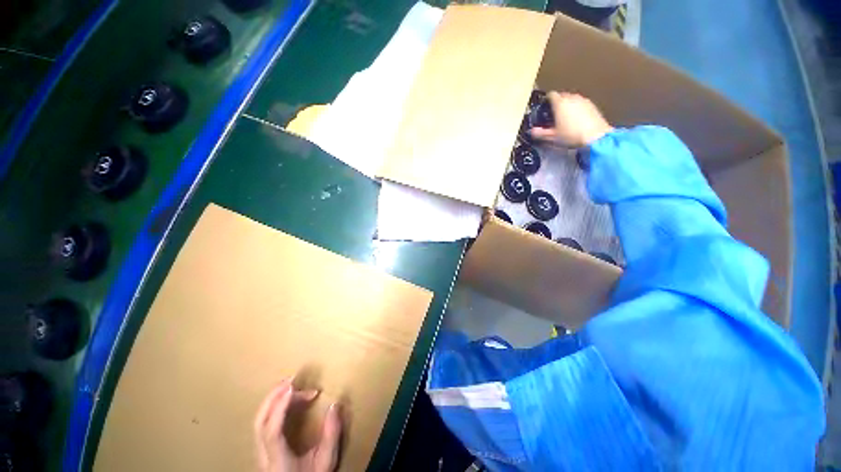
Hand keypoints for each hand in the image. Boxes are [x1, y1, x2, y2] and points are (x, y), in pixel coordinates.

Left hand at [254, 379, 341, 471]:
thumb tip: (335, 405)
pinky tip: (286, 402)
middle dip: (273, 397)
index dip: (280, 408)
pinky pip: (263, 425)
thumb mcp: (326, 462)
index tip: (292, 387)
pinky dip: (273, 408)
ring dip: (273, 401)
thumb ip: (331, 435)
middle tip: (292, 380)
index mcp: (278, 461)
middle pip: (260, 423)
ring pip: (259, 423)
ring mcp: (260, 454)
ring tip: (290, 386)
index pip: (272, 431)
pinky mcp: (263, 451)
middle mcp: (264, 457)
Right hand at [530, 91, 612, 147]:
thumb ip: (540, 133)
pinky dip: (577, 108)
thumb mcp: (552, 137)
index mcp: (560, 103)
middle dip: (557, 102)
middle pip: (562, 96)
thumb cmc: (571, 135)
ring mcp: (583, 100)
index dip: (546, 100)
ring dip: (567, 105)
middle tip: (553, 114)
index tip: (544, 107)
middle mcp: (571, 98)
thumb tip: (532, 131)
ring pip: (572, 99)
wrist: (595, 136)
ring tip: (565, 117)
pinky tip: (576, 119)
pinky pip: (581, 103)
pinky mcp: (592, 105)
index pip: (551, 95)